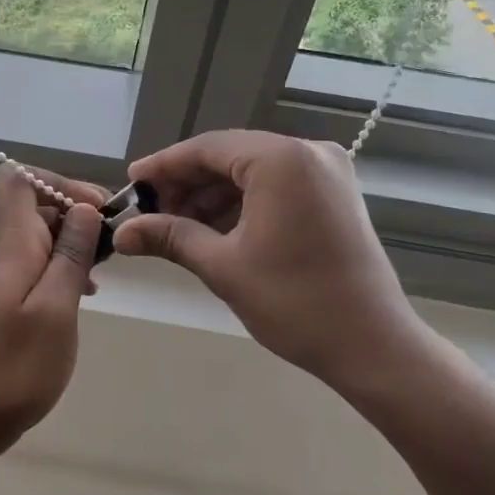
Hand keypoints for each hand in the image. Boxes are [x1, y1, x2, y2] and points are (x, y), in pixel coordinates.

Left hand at [0, 163, 105, 454]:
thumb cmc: (17, 365)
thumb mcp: (56, 308)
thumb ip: (71, 255)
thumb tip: (84, 208)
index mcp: (14, 244)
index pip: (18, 179)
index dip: (58, 181)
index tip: (94, 210)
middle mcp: (8, 251)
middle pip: (37, 203)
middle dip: (78, 211)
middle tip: (113, 242)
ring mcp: (9, 275)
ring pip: (44, 234)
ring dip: (77, 241)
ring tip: (106, 267)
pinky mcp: (14, 299)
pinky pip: (43, 264)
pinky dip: (68, 267)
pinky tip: (88, 292)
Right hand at [113, 130, 424, 390]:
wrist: (372, 346)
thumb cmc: (294, 302)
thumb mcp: (222, 266)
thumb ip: (170, 237)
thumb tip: (121, 233)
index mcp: (282, 160)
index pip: (207, 149)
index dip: (164, 166)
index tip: (131, 184)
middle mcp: (309, 152)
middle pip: (230, 156)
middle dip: (187, 184)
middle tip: (150, 212)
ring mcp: (328, 171)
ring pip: (252, 171)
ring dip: (212, 195)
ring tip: (176, 226)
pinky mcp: (335, 193)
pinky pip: (276, 185)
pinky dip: (242, 203)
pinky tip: (213, 229)